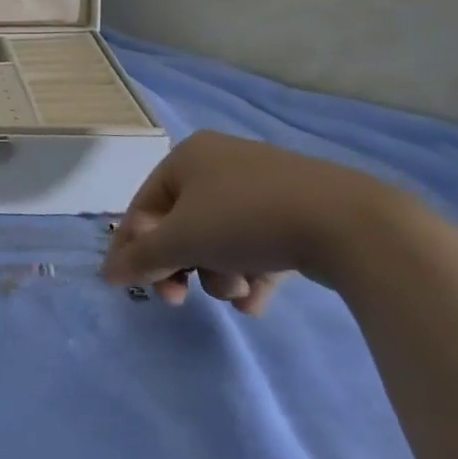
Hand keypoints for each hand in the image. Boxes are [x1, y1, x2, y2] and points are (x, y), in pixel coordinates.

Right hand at [103, 131, 411, 313]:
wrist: (351, 225)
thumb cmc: (246, 220)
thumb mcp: (182, 240)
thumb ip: (142, 258)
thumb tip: (107, 274)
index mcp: (188, 156)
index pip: (144, 206)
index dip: (136, 249)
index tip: (140, 289)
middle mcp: (221, 163)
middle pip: (182, 225)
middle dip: (183, 265)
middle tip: (181, 299)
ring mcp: (263, 186)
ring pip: (220, 238)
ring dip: (219, 273)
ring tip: (240, 293)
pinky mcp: (299, 212)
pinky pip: (258, 244)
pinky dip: (251, 273)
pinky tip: (258, 301)